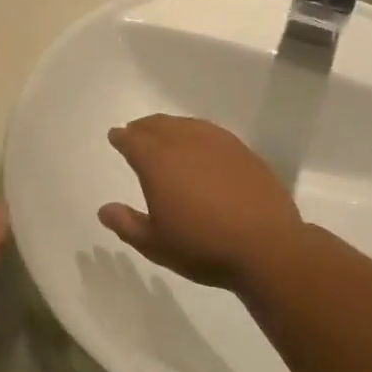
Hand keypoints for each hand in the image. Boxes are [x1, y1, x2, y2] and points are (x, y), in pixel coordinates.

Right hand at [97, 115, 306, 289]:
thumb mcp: (155, 245)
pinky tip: (199, 142)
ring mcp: (217, 143)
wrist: (267, 247)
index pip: (132, 140)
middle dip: (143, 127)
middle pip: (158, 125)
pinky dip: (196, 131)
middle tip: (136, 131)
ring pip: (185, 124)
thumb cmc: (203, 247)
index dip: (121, 137)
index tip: (115, 137)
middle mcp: (184, 143)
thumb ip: (126, 224)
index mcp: (157, 162)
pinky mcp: (242, 151)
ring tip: (164, 133)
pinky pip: (210, 131)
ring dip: (169, 126)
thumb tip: (104, 209)